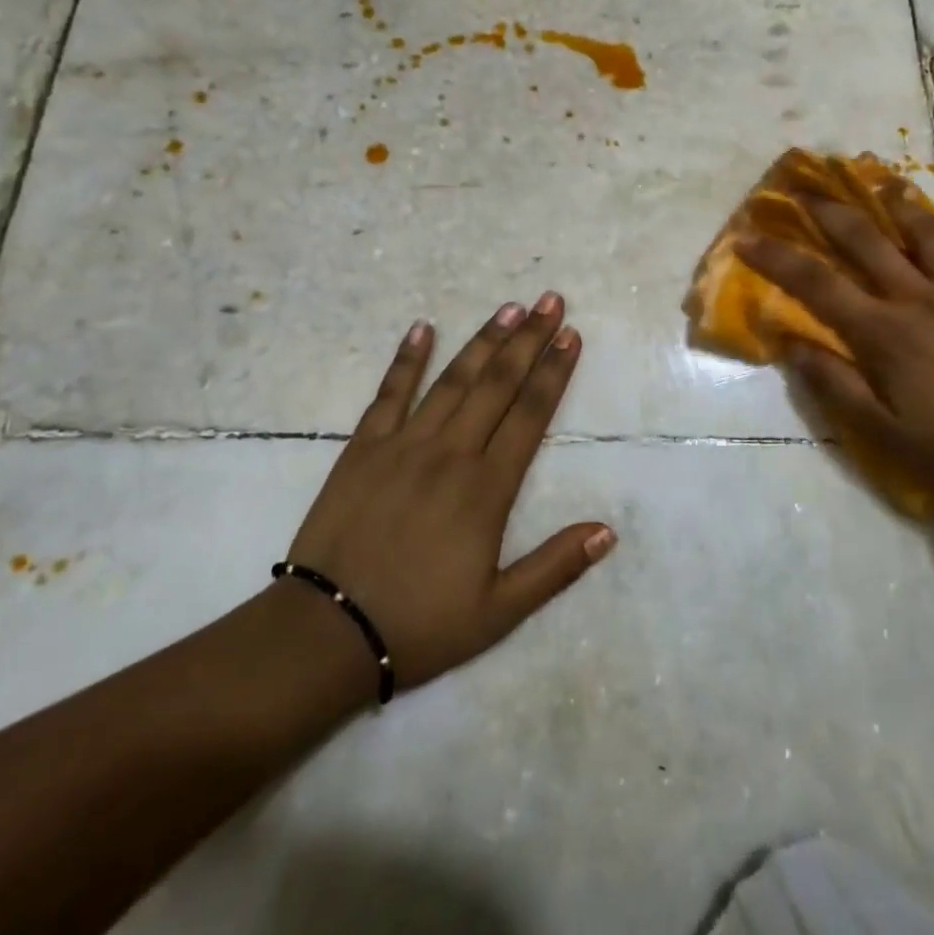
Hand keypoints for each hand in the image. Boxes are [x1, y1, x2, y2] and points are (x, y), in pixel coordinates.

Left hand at [282, 296, 614, 697]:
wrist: (326, 634)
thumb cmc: (420, 624)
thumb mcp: (499, 611)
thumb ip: (555, 567)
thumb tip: (608, 531)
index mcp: (487, 488)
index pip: (531, 414)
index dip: (554, 371)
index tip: (571, 335)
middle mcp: (451, 453)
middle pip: (498, 383)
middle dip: (528, 339)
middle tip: (550, 300)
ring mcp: (404, 445)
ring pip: (452, 380)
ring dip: (483, 340)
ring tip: (508, 307)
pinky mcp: (363, 448)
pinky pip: (389, 394)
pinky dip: (407, 359)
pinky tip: (422, 328)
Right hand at [736, 193, 933, 499]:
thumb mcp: (880, 432)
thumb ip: (833, 384)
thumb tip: (790, 343)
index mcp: (884, 332)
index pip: (818, 284)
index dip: (777, 258)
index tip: (747, 238)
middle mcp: (919, 298)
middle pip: (866, 240)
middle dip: (829, 211)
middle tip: (804, 190)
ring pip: (929, 232)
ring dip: (902, 205)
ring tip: (882, 187)